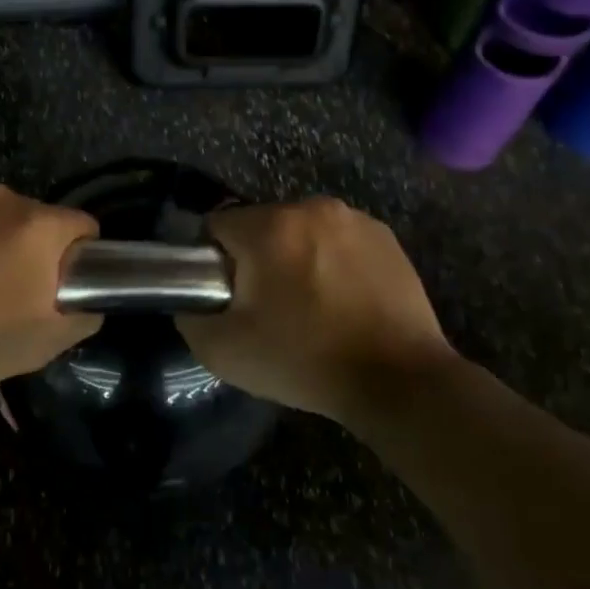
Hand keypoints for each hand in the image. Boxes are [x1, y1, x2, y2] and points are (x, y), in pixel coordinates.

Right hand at [177, 198, 458, 422]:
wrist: (399, 380)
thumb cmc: (306, 361)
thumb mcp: (225, 351)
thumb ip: (190, 316)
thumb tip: (191, 299)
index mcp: (270, 227)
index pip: (217, 226)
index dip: (214, 262)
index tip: (230, 297)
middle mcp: (311, 207)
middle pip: (261, 225)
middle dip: (257, 258)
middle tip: (269, 308)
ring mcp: (354, 219)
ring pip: (300, 231)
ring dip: (295, 257)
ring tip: (311, 306)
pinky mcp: (385, 236)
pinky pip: (337, 240)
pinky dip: (332, 260)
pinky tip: (344, 300)